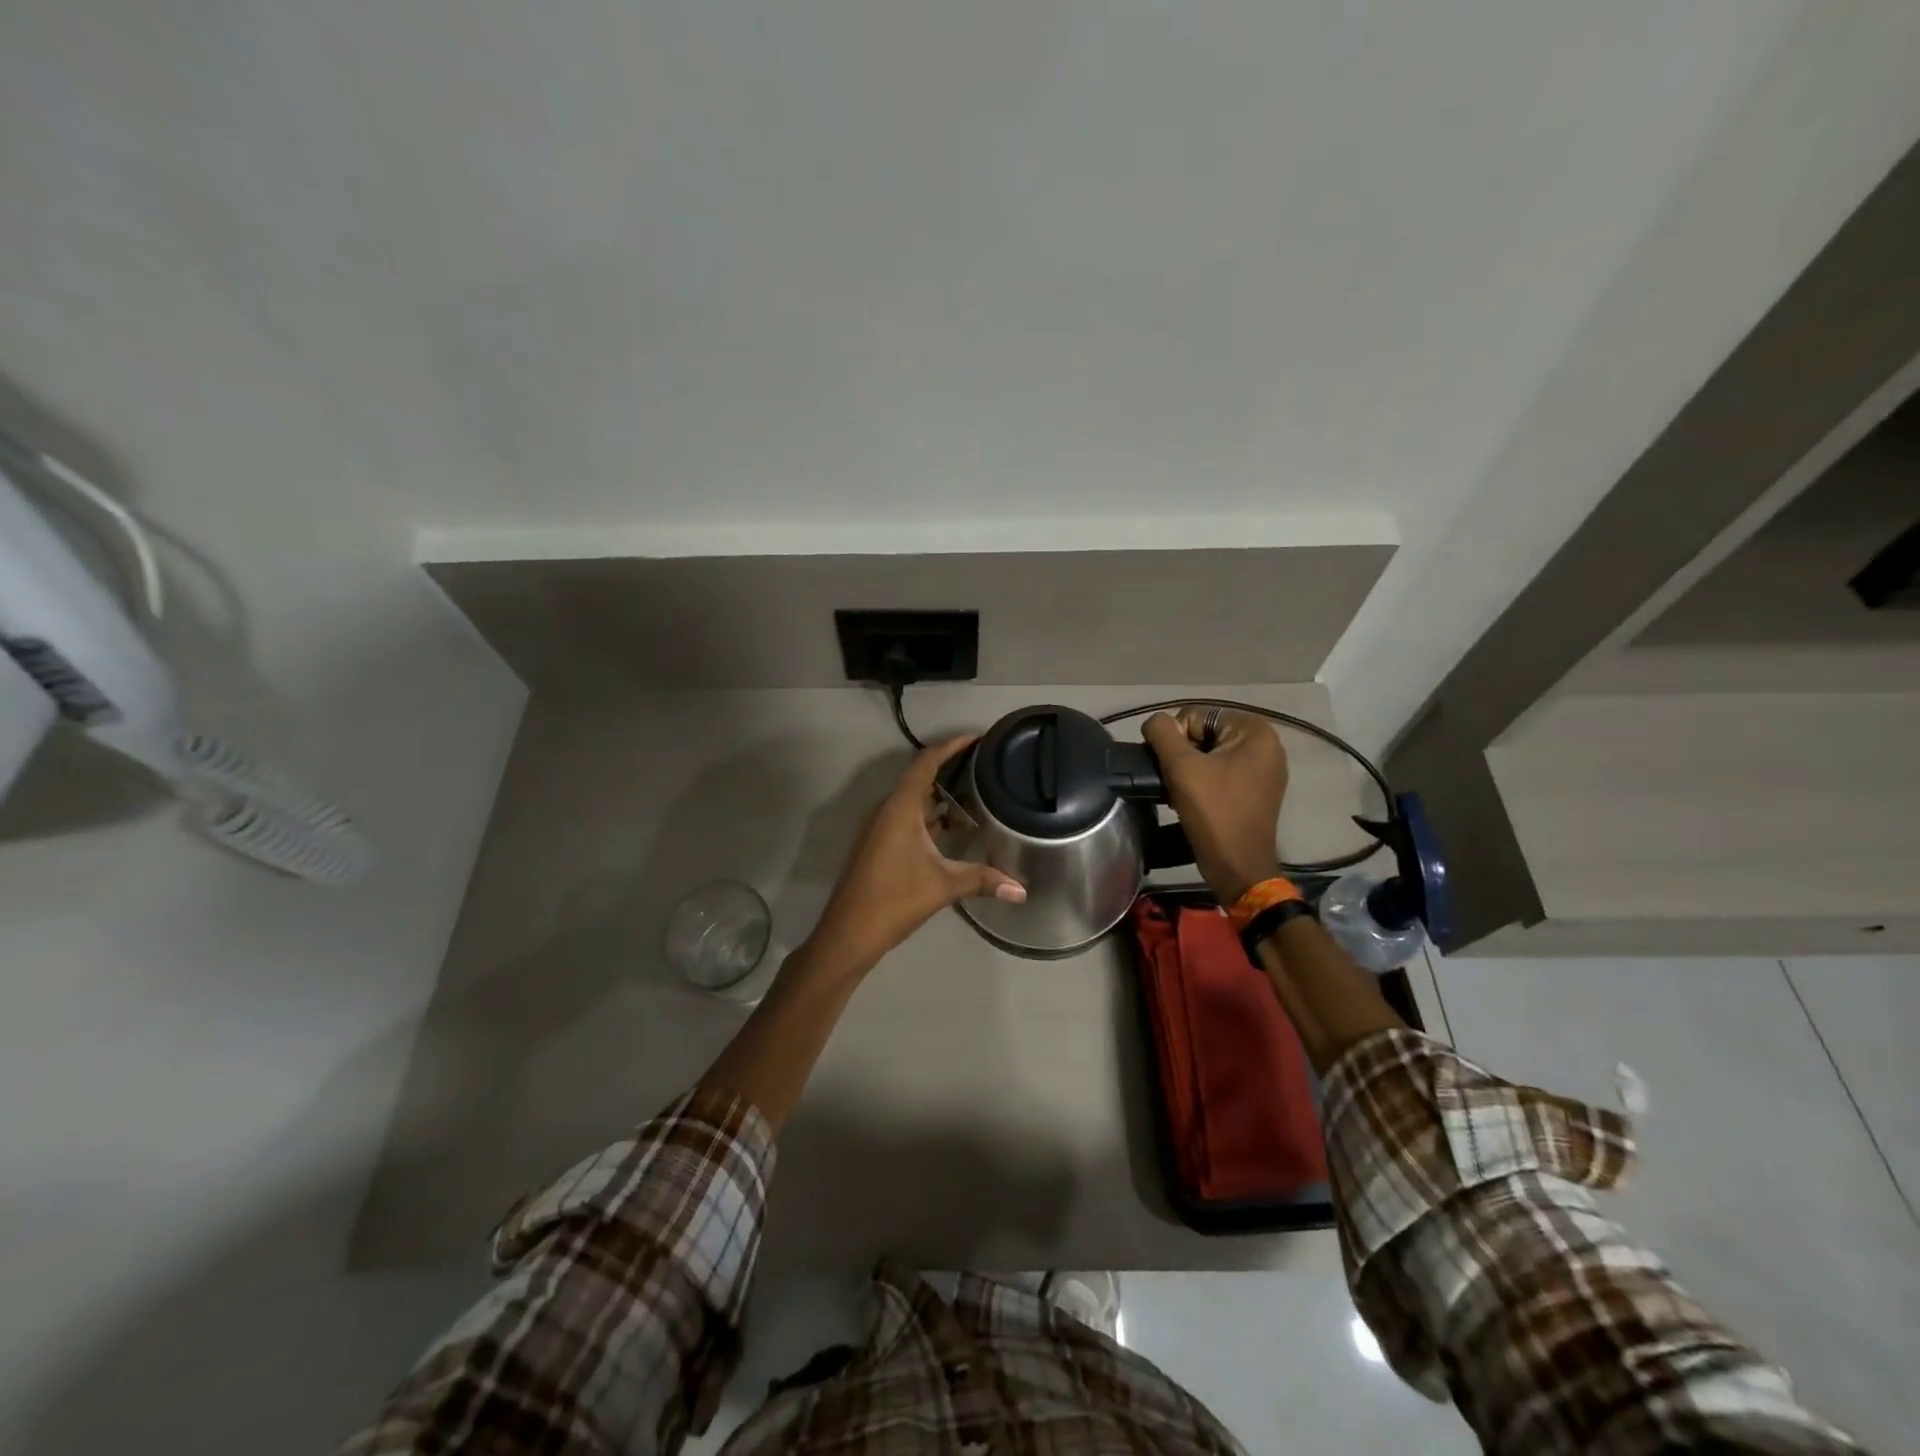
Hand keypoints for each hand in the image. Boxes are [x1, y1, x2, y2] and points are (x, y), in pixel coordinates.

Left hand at [808, 735, 1026, 972]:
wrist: (847, 933)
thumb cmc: (893, 900)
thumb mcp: (943, 886)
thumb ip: (983, 880)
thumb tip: (1022, 890)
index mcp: (899, 808)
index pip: (926, 763)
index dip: (951, 746)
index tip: (977, 737)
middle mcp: (887, 810)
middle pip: (920, 777)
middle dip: (950, 768)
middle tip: (984, 764)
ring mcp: (880, 828)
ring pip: (914, 800)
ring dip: (941, 796)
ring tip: (976, 793)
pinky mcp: (879, 845)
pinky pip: (908, 817)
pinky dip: (931, 816)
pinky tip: (953, 828)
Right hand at [1142, 707, 1286, 904]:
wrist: (1238, 867)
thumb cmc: (1213, 813)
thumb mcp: (1181, 767)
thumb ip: (1162, 733)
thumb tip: (1155, 722)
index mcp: (1255, 731)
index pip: (1196, 715)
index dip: (1176, 740)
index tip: (1174, 770)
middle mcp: (1266, 743)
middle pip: (1204, 733)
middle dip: (1183, 755)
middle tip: (1175, 783)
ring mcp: (1264, 768)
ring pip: (1209, 754)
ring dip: (1189, 770)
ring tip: (1181, 793)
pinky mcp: (1257, 789)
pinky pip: (1221, 771)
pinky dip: (1203, 781)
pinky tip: (1193, 801)